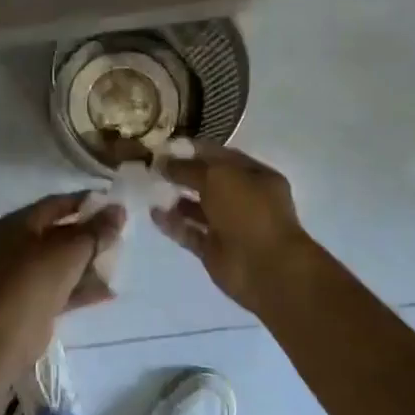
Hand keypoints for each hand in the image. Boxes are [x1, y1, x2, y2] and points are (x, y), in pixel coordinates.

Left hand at [0, 192, 123, 331]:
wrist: (9, 332)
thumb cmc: (36, 278)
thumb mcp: (71, 249)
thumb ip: (97, 230)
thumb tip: (119, 210)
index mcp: (18, 224)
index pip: (55, 204)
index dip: (84, 202)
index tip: (112, 205)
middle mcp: (18, 246)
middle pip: (59, 234)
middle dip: (89, 235)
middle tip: (119, 234)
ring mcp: (25, 276)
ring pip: (62, 263)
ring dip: (89, 263)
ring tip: (118, 261)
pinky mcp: (34, 302)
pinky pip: (63, 288)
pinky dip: (83, 288)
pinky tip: (109, 291)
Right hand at [152, 146, 316, 310]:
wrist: (264, 267)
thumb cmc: (248, 211)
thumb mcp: (218, 177)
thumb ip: (188, 168)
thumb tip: (162, 162)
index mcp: (255, 176)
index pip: (221, 157)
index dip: (194, 150)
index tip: (165, 147)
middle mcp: (244, 199)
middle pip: (208, 182)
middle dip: (182, 174)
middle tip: (152, 168)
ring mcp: (229, 226)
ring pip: (198, 208)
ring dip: (176, 199)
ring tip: (150, 190)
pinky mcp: (214, 250)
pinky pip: (189, 232)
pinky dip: (173, 224)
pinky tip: (154, 214)